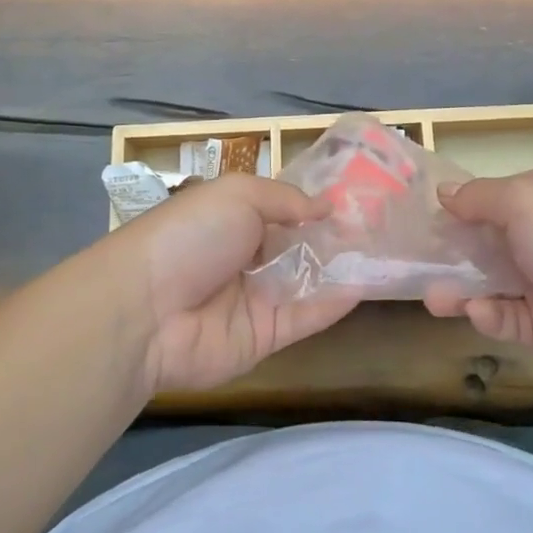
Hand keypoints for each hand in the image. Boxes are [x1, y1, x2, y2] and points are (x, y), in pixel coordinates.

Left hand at [111, 174, 359, 395]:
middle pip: (298, 247)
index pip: (282, 210)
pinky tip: (364, 285)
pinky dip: (333, 303)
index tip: (357, 200)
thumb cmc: (191, 235)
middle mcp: (246, 257)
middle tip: (382, 228)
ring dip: (340, 268)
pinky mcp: (264, 337)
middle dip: (334, 238)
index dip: (316, 206)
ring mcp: (255, 299)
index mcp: (233, 219)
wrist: (148, 309)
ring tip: (384, 254)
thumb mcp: (238, 195)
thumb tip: (327, 206)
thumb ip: (286, 199)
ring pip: (306, 282)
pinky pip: (305, 317)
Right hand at [425, 166, 532, 389]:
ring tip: (432, 299)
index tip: (422, 218)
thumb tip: (444, 192)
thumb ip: (478, 197)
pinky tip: (478, 314)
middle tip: (415, 263)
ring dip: (459, 288)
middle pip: (486, 240)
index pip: (493, 195)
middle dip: (452, 251)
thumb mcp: (523, 200)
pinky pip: (506, 317)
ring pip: (490, 282)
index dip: (459, 206)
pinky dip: (488, 316)